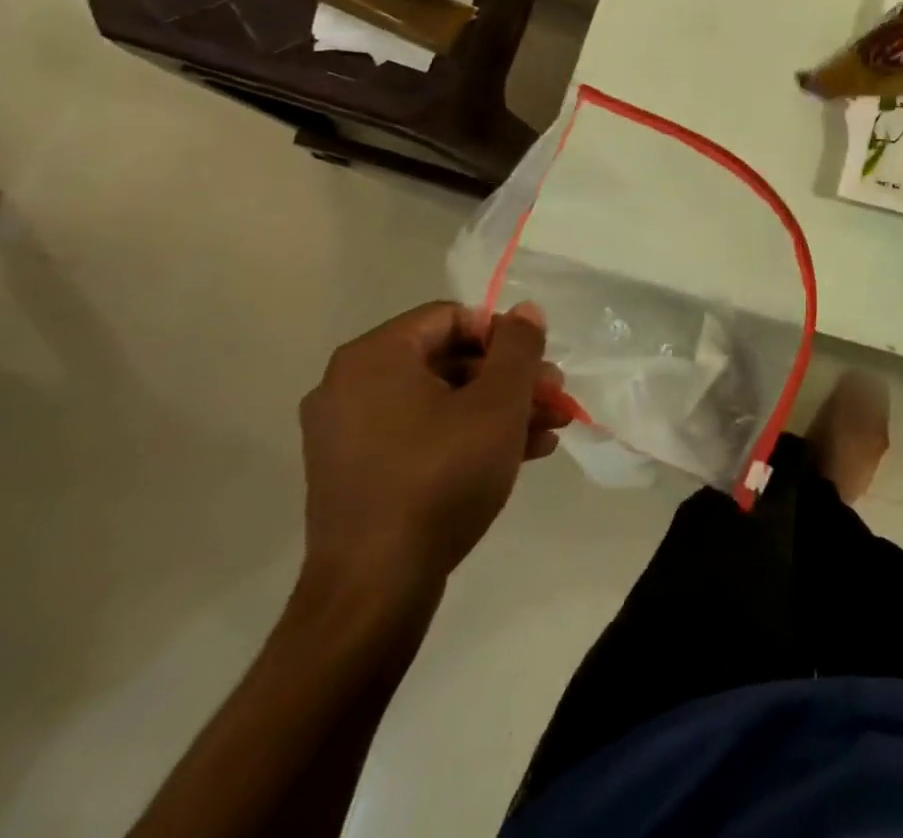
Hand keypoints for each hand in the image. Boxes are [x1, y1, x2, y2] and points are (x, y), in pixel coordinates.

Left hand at [297, 301, 569, 595]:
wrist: (375, 592)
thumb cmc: (440, 478)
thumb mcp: (498, 404)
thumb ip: (518, 347)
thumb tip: (525, 310)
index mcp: (375, 358)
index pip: (451, 317)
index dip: (503, 335)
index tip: (537, 366)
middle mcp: (350, 386)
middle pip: (448, 360)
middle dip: (510, 378)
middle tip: (555, 398)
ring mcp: (348, 434)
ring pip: (440, 401)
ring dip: (498, 409)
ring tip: (549, 429)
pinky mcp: (356, 475)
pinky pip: (421, 434)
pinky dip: (467, 436)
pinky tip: (520, 455)